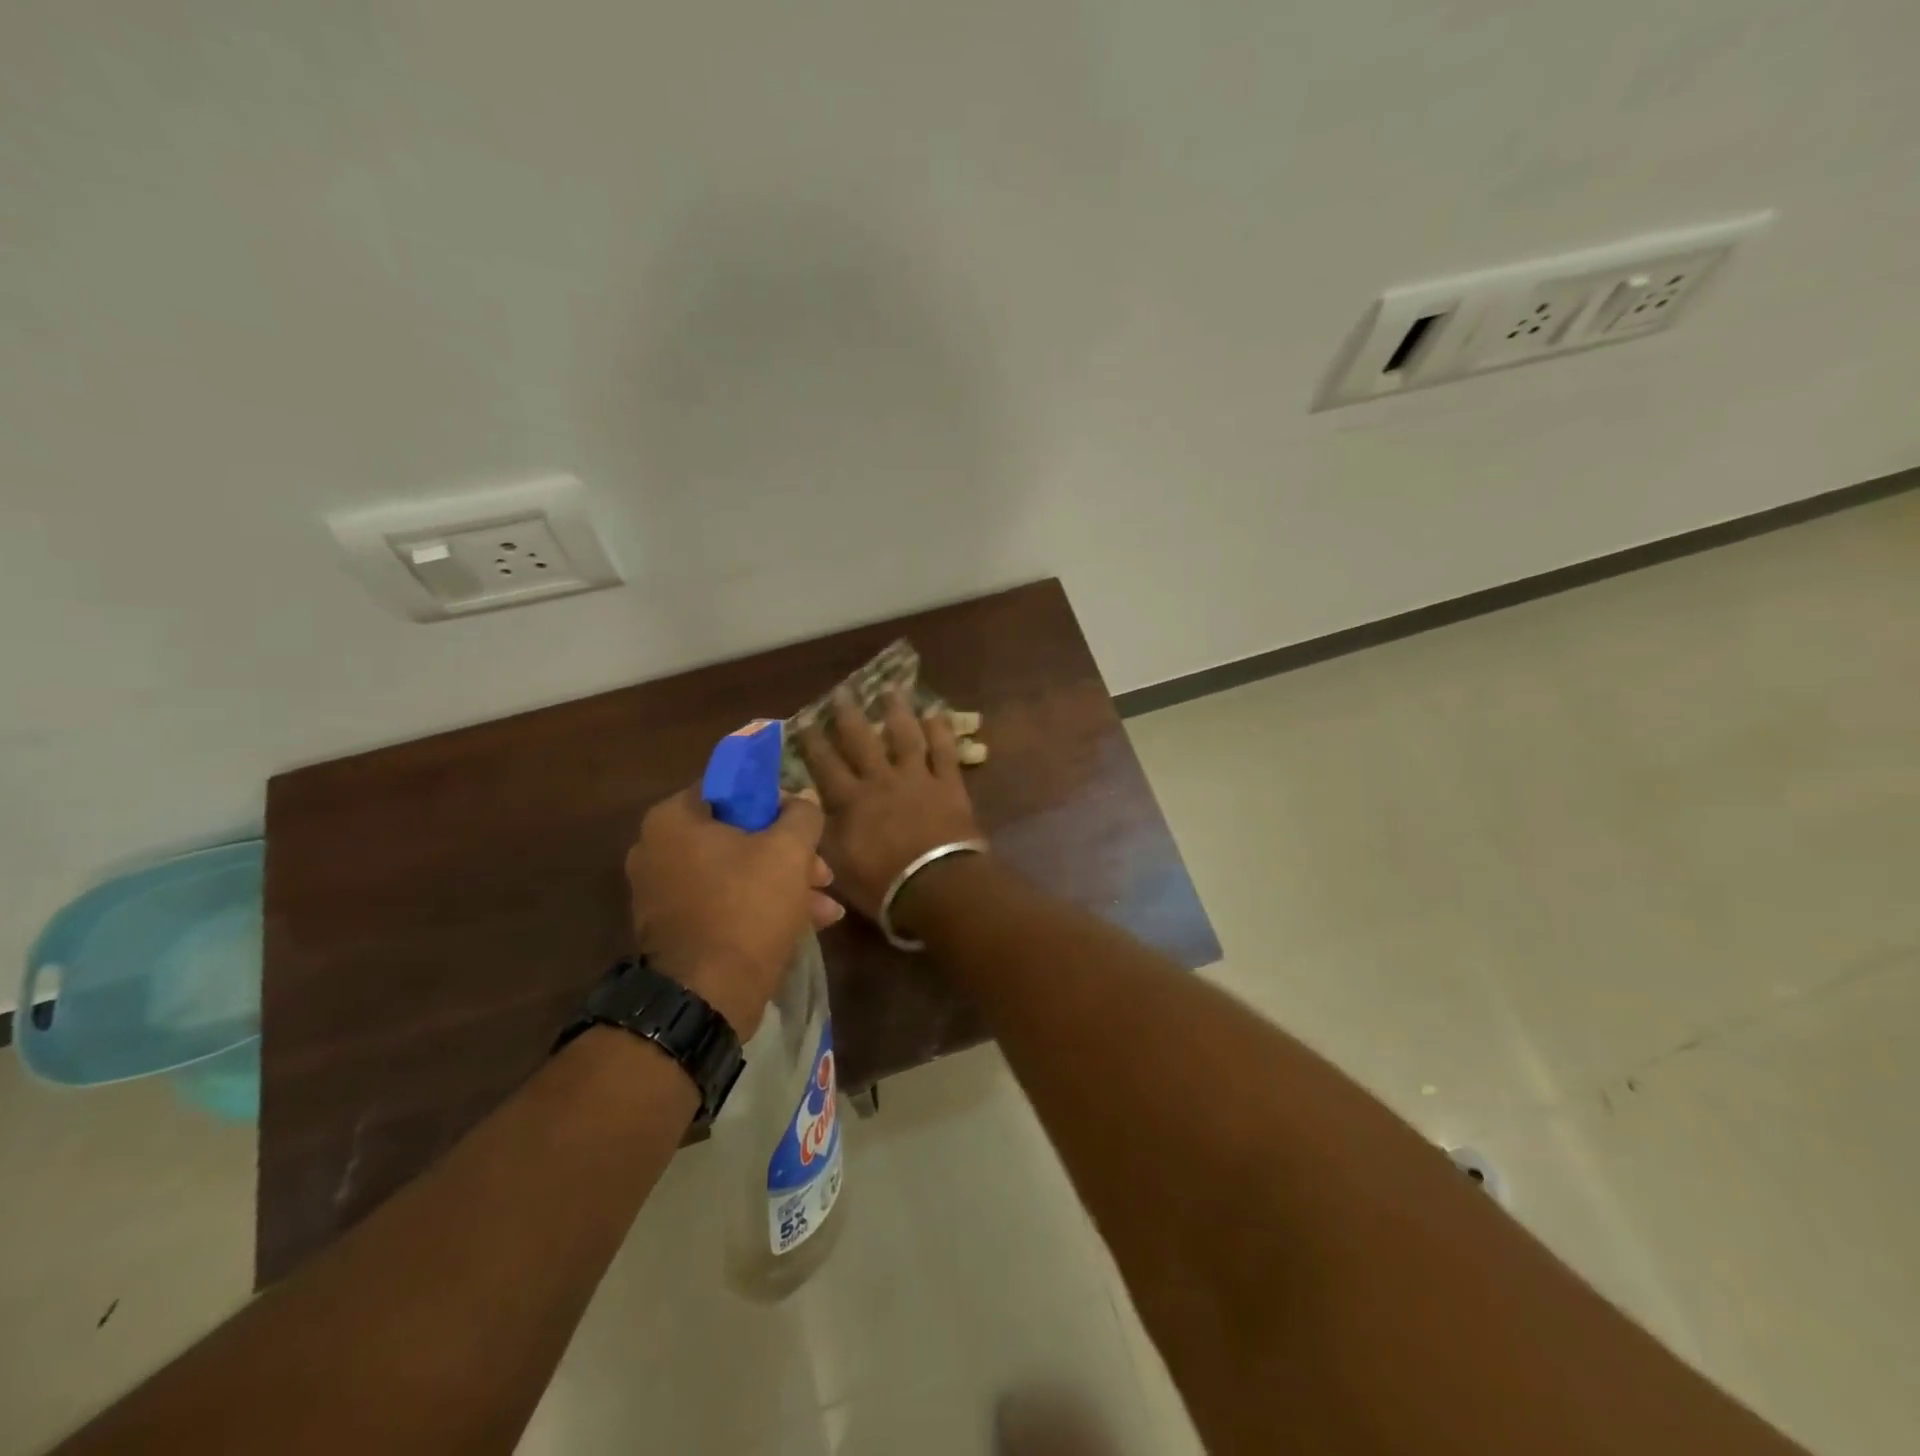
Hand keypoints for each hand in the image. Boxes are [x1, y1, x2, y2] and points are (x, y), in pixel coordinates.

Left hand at [625, 788, 843, 1037]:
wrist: (707, 998)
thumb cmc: (746, 908)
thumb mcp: (789, 851)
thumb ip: (802, 814)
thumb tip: (801, 800)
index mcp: (673, 819)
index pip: (731, 787)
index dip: (776, 800)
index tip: (805, 821)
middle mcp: (656, 850)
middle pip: (737, 835)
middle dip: (788, 853)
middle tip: (822, 871)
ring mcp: (662, 893)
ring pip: (736, 873)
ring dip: (784, 884)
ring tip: (826, 906)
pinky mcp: (674, 930)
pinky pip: (724, 903)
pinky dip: (761, 908)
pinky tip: (809, 924)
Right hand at [798, 690, 984, 933]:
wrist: (936, 886)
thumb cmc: (882, 884)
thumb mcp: (836, 864)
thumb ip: (817, 833)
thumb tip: (798, 808)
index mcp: (851, 801)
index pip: (825, 765)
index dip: (812, 742)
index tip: (804, 720)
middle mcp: (881, 780)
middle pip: (861, 741)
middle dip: (849, 716)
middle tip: (842, 692)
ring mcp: (918, 779)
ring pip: (904, 737)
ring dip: (897, 712)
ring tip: (890, 690)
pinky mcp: (949, 785)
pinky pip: (944, 751)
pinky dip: (940, 731)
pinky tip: (936, 713)